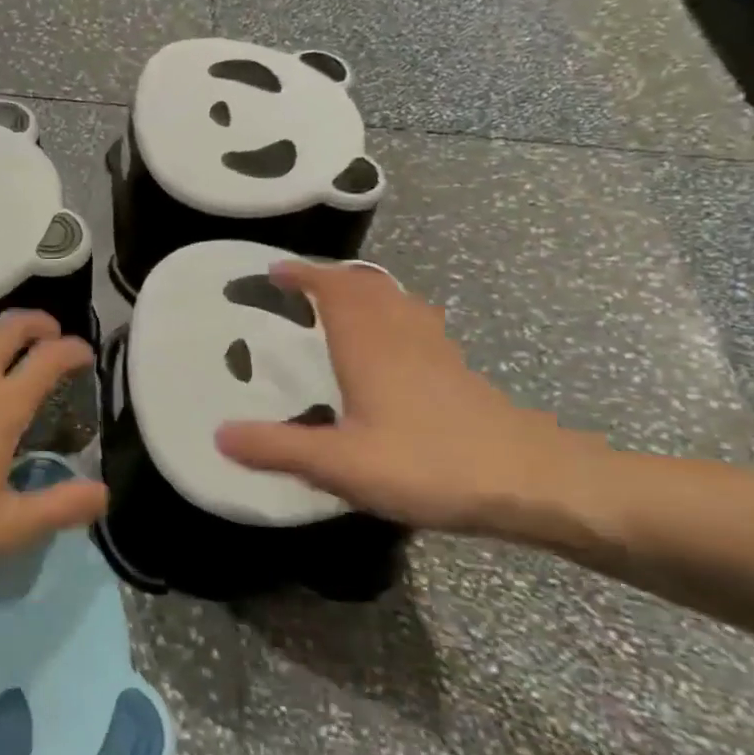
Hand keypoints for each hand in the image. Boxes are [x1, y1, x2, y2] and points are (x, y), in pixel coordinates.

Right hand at [215, 262, 604, 535]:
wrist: (535, 483)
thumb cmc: (430, 464)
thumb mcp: (341, 464)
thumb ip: (278, 448)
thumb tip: (218, 434)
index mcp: (369, 344)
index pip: (333, 288)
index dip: (303, 274)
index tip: (274, 271)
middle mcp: (402, 335)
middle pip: (367, 286)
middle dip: (331, 278)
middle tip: (301, 287)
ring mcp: (436, 351)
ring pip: (397, 301)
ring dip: (365, 293)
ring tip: (341, 307)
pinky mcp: (459, 373)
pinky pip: (416, 325)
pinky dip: (392, 318)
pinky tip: (392, 351)